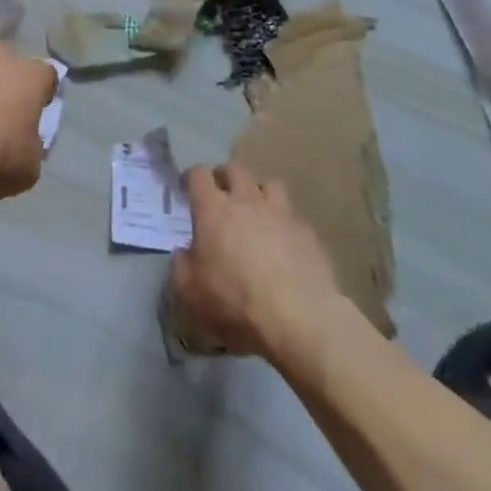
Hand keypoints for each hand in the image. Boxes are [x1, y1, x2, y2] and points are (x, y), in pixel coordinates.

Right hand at [171, 163, 342, 357]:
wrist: (300, 320)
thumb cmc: (235, 302)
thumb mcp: (190, 291)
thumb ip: (182, 264)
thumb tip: (185, 252)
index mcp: (213, 208)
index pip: (198, 173)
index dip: (191, 178)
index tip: (188, 190)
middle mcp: (246, 200)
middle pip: (234, 169)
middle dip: (225, 178)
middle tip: (221, 197)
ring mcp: (281, 214)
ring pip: (269, 185)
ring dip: (260, 194)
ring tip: (257, 213)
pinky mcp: (309, 234)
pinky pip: (294, 218)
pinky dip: (285, 225)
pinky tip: (286, 246)